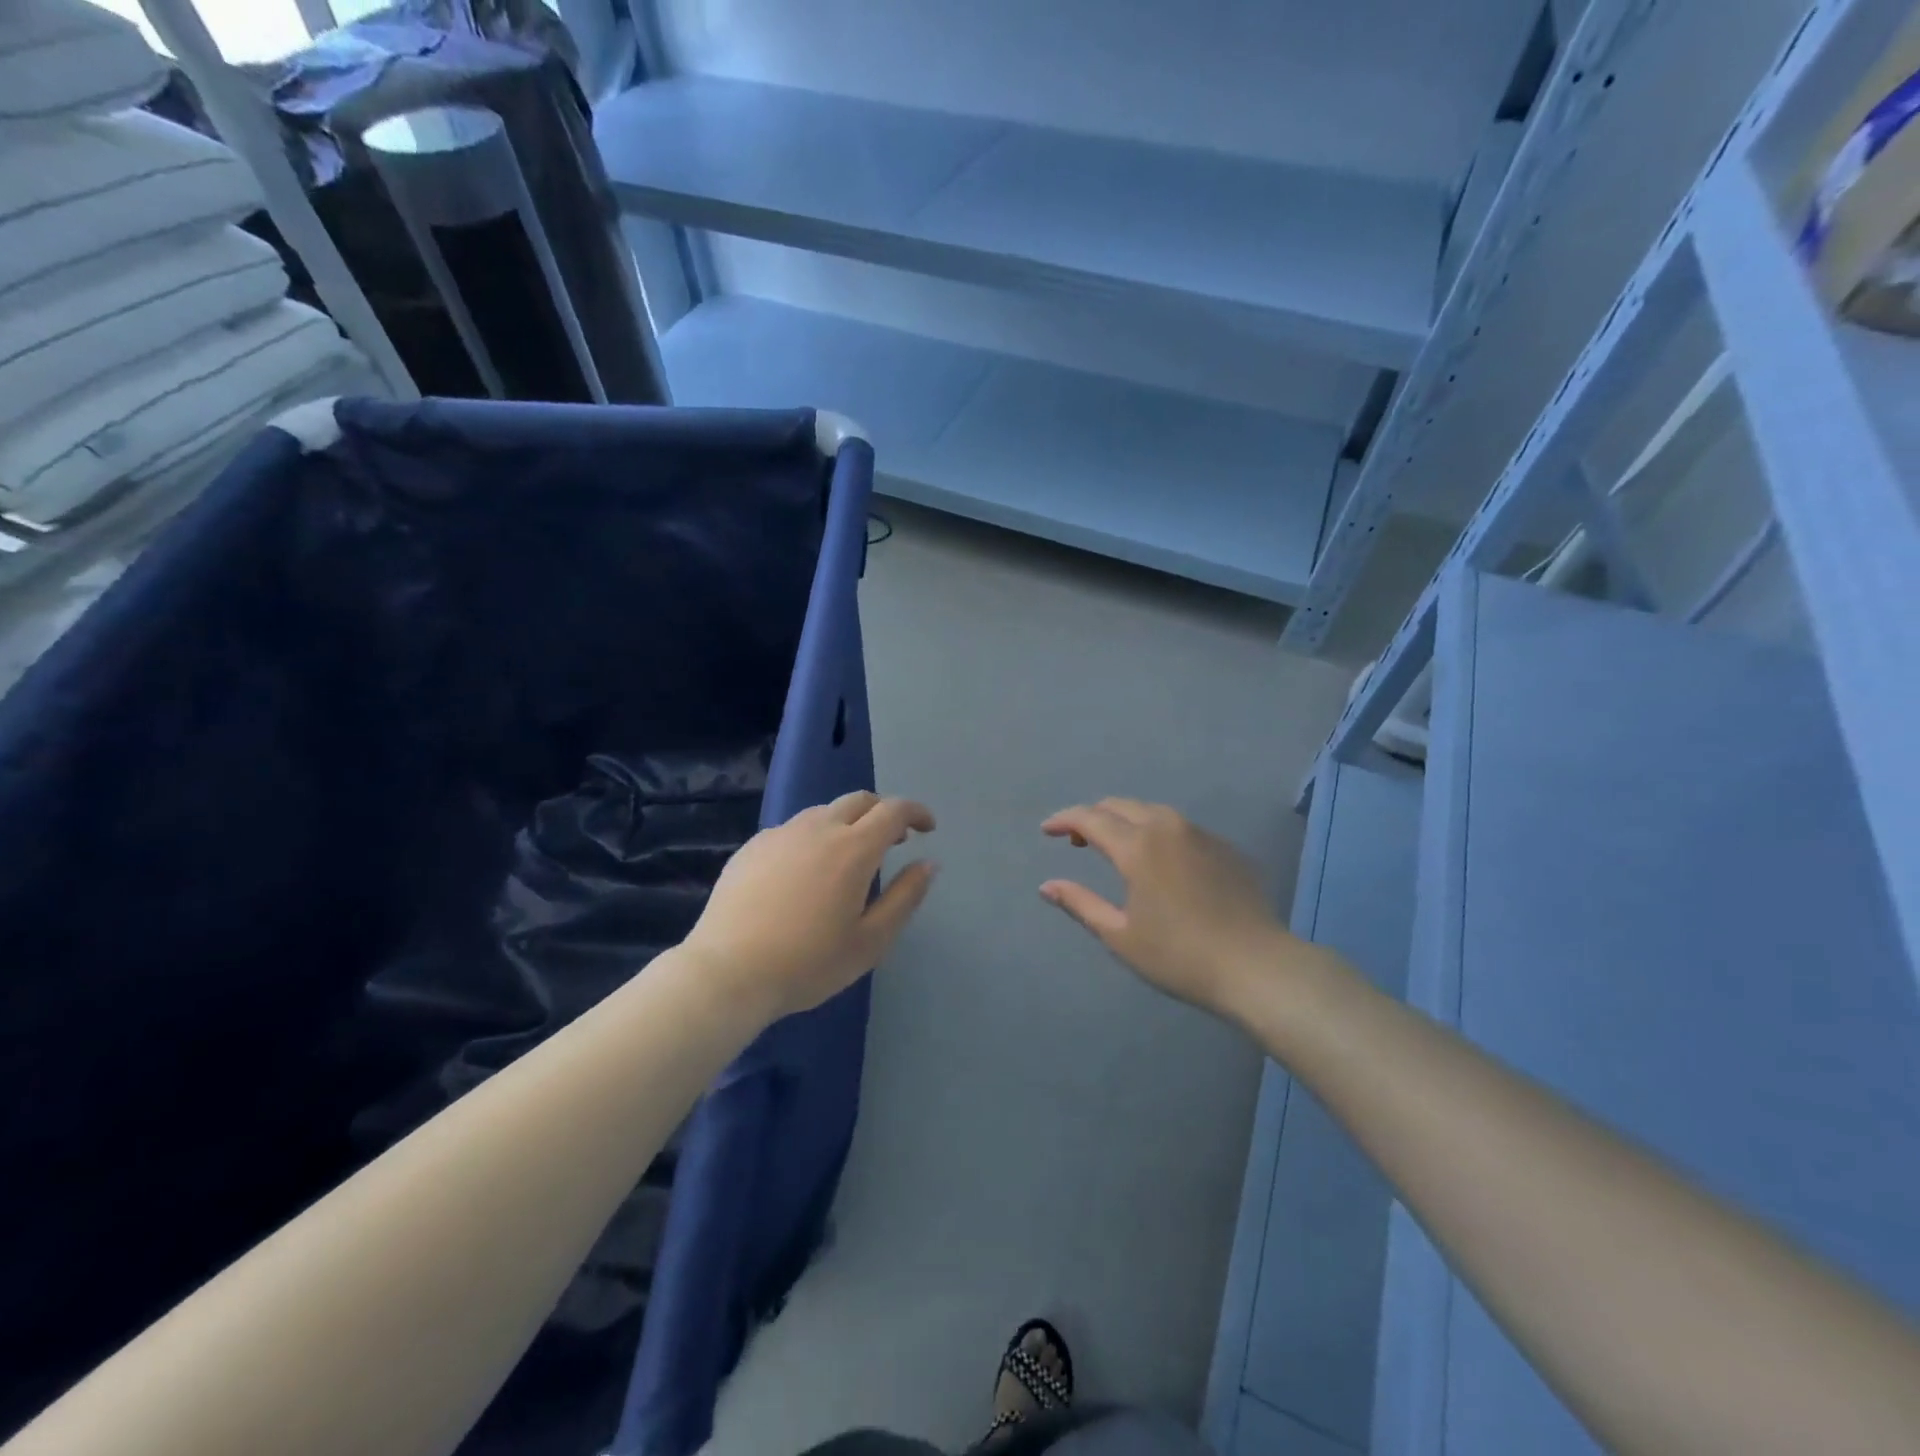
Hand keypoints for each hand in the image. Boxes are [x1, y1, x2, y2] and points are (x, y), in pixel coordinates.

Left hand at [685, 791, 936, 1021]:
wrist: (727, 973)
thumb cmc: (808, 963)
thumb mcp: (870, 941)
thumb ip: (905, 897)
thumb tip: (928, 863)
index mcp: (853, 848)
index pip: (894, 810)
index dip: (916, 812)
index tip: (928, 828)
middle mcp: (818, 828)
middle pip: (859, 800)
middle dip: (883, 812)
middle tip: (894, 839)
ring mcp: (780, 834)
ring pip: (823, 812)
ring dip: (847, 823)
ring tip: (849, 858)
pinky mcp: (752, 847)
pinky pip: (793, 830)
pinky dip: (813, 837)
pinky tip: (805, 873)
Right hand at [1040, 799, 1309, 1019]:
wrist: (1257, 967)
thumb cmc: (1180, 956)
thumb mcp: (1120, 936)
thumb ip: (1080, 903)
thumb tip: (1047, 886)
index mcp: (1138, 846)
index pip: (1090, 818)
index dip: (1064, 820)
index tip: (1047, 831)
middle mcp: (1168, 828)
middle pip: (1120, 806)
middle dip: (1093, 816)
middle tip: (1077, 841)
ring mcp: (1201, 834)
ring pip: (1152, 812)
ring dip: (1125, 821)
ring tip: (1115, 847)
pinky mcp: (1225, 847)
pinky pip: (1180, 827)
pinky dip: (1156, 833)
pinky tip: (1159, 862)